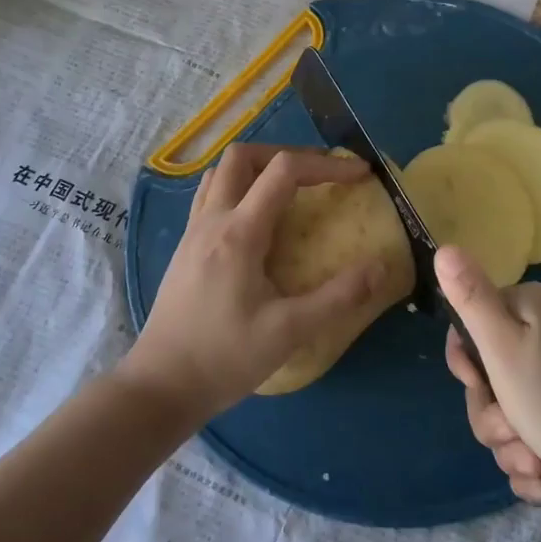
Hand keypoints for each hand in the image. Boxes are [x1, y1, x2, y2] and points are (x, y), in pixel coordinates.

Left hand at [122, 144, 399, 421]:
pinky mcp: (185, 247)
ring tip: (289, 189)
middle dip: (287, 154)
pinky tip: (256, 218)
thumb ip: (338, 297)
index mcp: (239, 232)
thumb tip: (380, 267)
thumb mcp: (288, 332)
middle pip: (244, 156)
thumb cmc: (224, 359)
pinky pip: (210, 195)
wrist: (160, 386)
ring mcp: (193, 231)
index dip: (326, 165)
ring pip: (222, 172)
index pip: (284, 171)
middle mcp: (212, 220)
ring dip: (258, 167)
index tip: (359, 175)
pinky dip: (238, 187)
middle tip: (319, 175)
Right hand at [439, 246, 540, 508]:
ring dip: (511, 448)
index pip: (466, 329)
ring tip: (538, 464)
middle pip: (484, 380)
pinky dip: (531, 464)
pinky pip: (527, 440)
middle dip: (492, 418)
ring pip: (503, 416)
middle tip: (514, 430)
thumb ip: (471, 299)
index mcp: (523, 310)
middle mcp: (538, 336)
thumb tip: (444, 247)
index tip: (482, 385)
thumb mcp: (504, 349)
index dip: (466, 367)